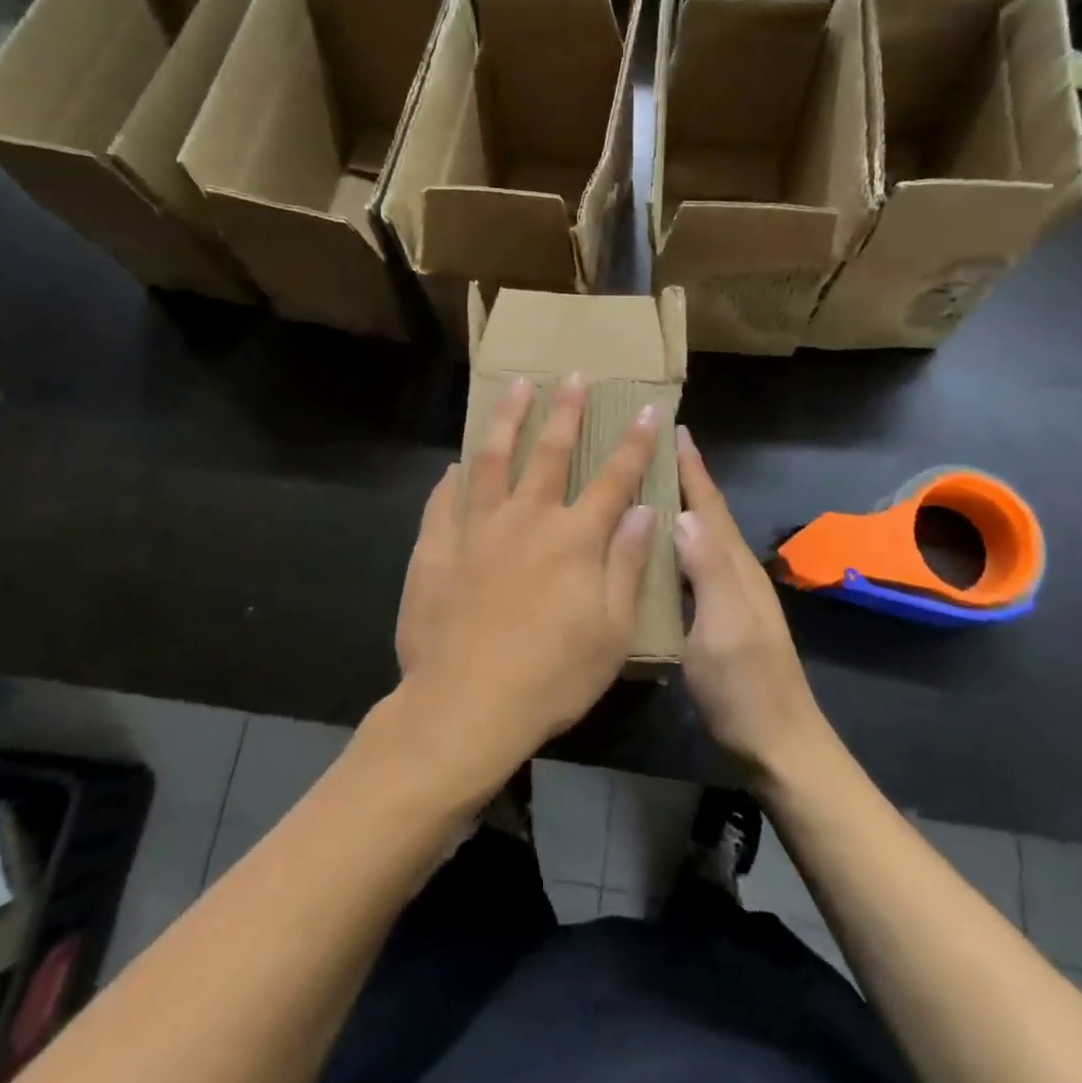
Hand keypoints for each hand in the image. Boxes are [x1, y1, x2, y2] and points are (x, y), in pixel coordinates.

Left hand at [394, 373, 659, 786]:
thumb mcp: (611, 630)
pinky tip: (455, 466)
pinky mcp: (435, 549)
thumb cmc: (551, 676)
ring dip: (507, 420)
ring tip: (515, 388)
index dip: (633, 443)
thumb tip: (644, 510)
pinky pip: (443, 502)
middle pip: (550, 452)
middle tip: (573, 376)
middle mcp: (526, 519)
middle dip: (566, 411)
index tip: (646, 409)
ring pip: (492, 460)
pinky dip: (452, 481)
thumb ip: (626, 563)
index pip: (613, 478)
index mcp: (573, 539)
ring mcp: (475, 530)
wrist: (464, 706)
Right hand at [674, 425, 828, 779]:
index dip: (692, 467)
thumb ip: (707, 572)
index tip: (673, 427)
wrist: (779, 744)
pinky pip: (696, 563)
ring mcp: (731, 595)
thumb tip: (683, 514)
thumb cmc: (745, 688)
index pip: (710, 504)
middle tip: (653, 445)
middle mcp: (736, 572)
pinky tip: (658, 547)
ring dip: (681, 505)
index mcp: (735, 567)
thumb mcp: (723, 629)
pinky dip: (678, 542)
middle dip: (686, 476)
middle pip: (708, 513)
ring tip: (649, 484)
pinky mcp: (722, 616)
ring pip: (703, 536)